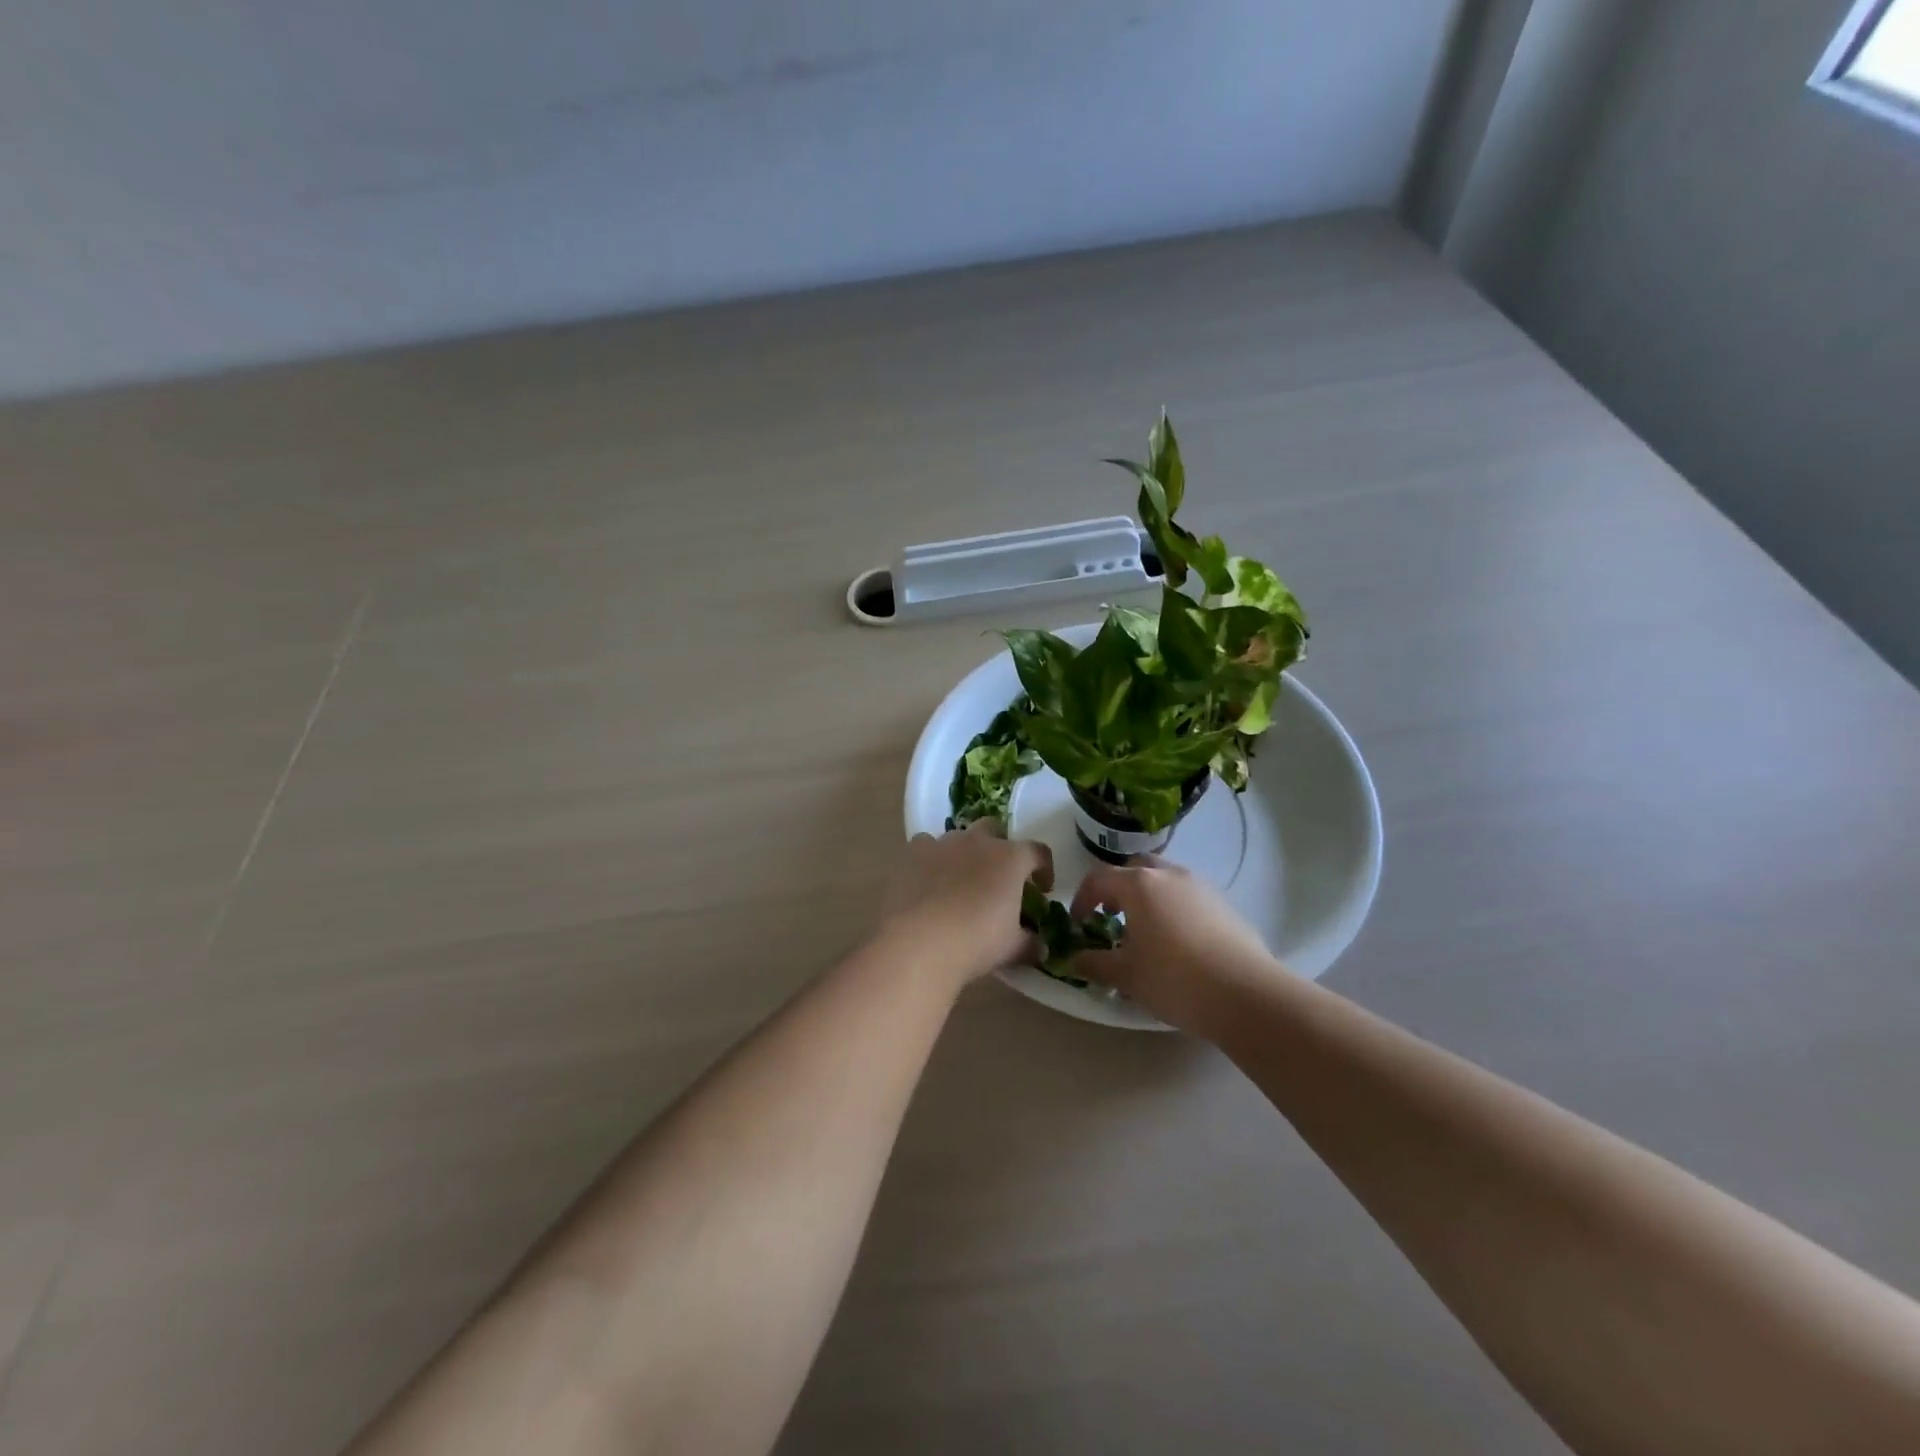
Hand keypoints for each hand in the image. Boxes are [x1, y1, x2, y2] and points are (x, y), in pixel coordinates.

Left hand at [878, 821, 1053, 987]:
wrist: (920, 941)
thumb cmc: (977, 941)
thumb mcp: (1012, 947)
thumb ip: (1030, 943)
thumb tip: (1040, 948)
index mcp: (1010, 858)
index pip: (1038, 852)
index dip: (1044, 868)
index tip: (1042, 889)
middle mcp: (978, 841)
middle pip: (994, 829)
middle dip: (999, 847)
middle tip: (998, 876)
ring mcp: (942, 843)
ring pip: (958, 836)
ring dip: (964, 853)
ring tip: (960, 881)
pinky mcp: (912, 852)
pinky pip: (925, 846)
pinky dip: (930, 859)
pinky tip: (928, 881)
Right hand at [1069, 855, 1277, 1032]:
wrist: (1247, 995)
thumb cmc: (1175, 979)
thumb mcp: (1126, 976)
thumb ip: (1094, 963)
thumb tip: (1073, 959)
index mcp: (1139, 885)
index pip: (1098, 878)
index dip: (1082, 899)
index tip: (1078, 924)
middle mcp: (1169, 875)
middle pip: (1134, 868)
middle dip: (1118, 889)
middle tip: (1112, 919)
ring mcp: (1200, 886)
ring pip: (1164, 879)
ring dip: (1148, 897)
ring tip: (1146, 934)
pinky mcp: (1224, 903)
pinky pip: (1187, 895)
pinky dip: (1173, 908)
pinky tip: (1178, 943)